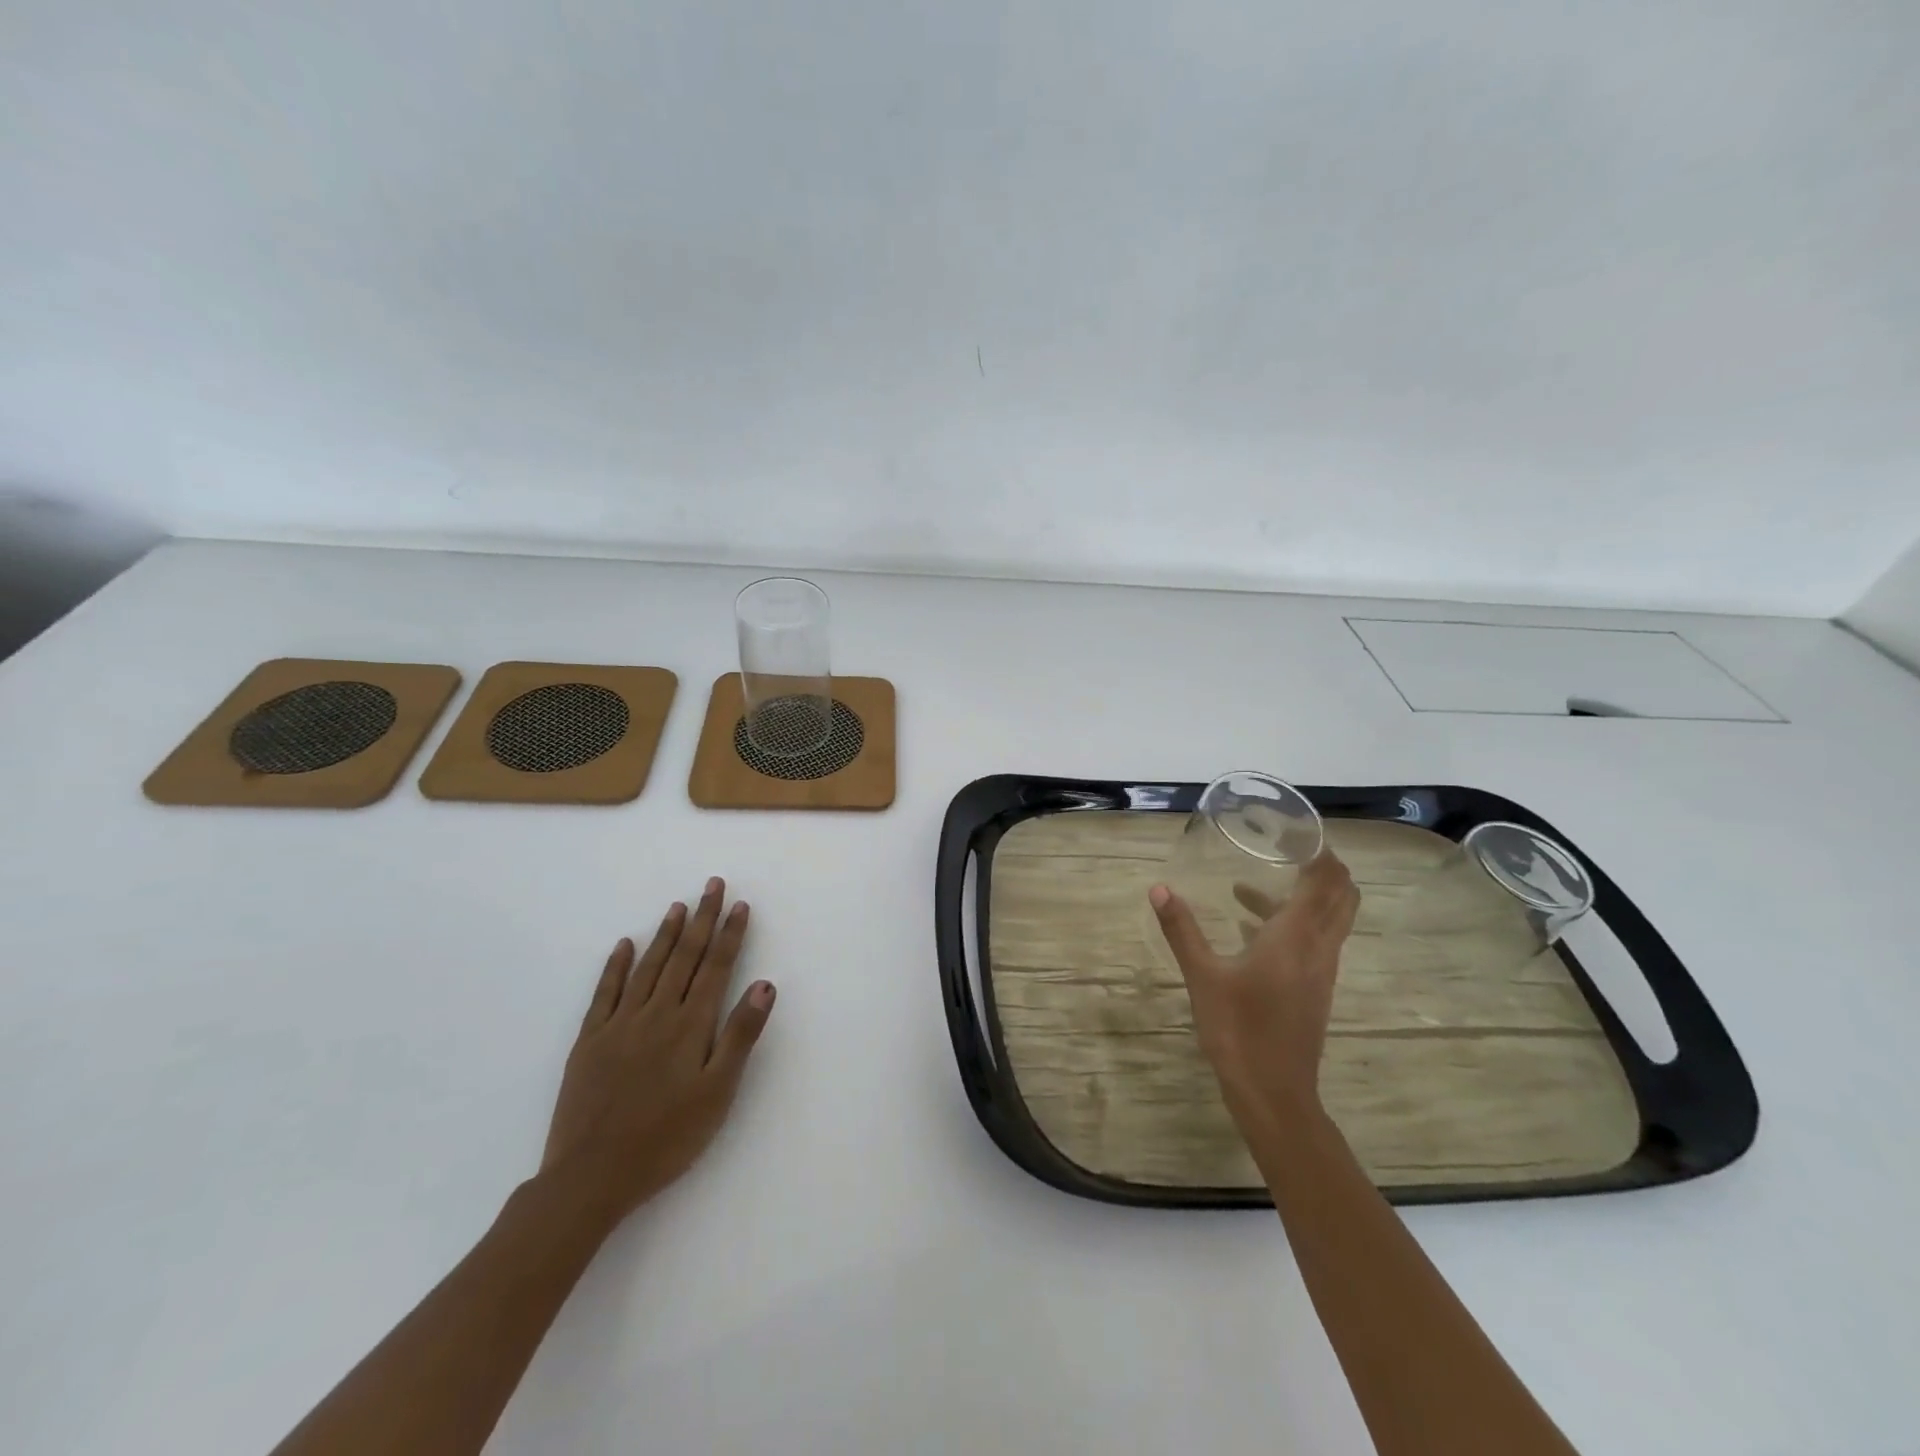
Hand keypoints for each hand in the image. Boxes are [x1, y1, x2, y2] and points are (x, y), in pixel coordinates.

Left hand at [541, 878, 775, 1228]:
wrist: (591, 1177)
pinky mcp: (590, 1041)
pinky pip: (605, 992)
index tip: (739, 904)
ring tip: (679, 906)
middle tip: (712, 885)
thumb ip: (741, 1035)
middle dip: (701, 919)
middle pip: (685, 957)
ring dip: (666, 934)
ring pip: (648, 966)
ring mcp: (620, 1024)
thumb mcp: (718, 1093)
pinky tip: (624, 945)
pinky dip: (616, 966)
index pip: (716, 967)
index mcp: (690, 1025)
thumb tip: (766, 984)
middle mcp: (657, 1013)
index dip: (730, 934)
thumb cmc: (667, 1138)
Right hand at [1148, 852, 1359, 1124]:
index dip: (1320, 852)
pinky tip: (1250, 927)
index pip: (1324, 881)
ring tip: (1255, 884)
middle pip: (1342, 896)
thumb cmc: (1238, 1030)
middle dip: (1324, 868)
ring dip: (1307, 895)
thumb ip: (1182, 930)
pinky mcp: (1315, 990)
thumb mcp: (1203, 977)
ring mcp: (1321, 971)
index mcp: (1295, 937)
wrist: (1274, 1094)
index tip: (1297, 831)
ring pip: (1331, 919)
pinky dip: (1295, 922)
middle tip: (1288, 848)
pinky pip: (1316, 941)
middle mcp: (1318, 948)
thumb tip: (1159, 888)